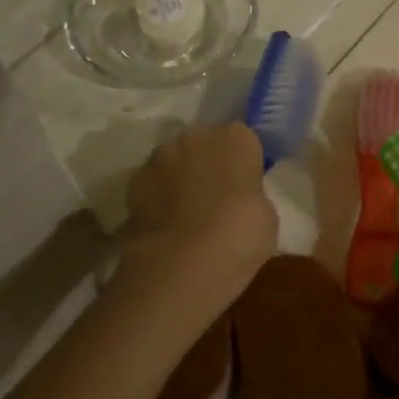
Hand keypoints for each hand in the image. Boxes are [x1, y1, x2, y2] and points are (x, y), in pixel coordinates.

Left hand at [120, 123, 276, 305]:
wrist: (185, 261)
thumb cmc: (241, 234)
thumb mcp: (265, 213)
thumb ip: (249, 193)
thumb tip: (236, 196)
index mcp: (236, 138)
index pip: (243, 139)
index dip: (244, 162)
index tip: (246, 183)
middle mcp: (196, 136)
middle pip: (205, 144)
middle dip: (209, 163)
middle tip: (217, 196)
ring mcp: (160, 157)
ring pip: (175, 161)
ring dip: (181, 177)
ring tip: (188, 212)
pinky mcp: (133, 182)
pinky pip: (153, 184)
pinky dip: (158, 197)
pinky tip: (167, 224)